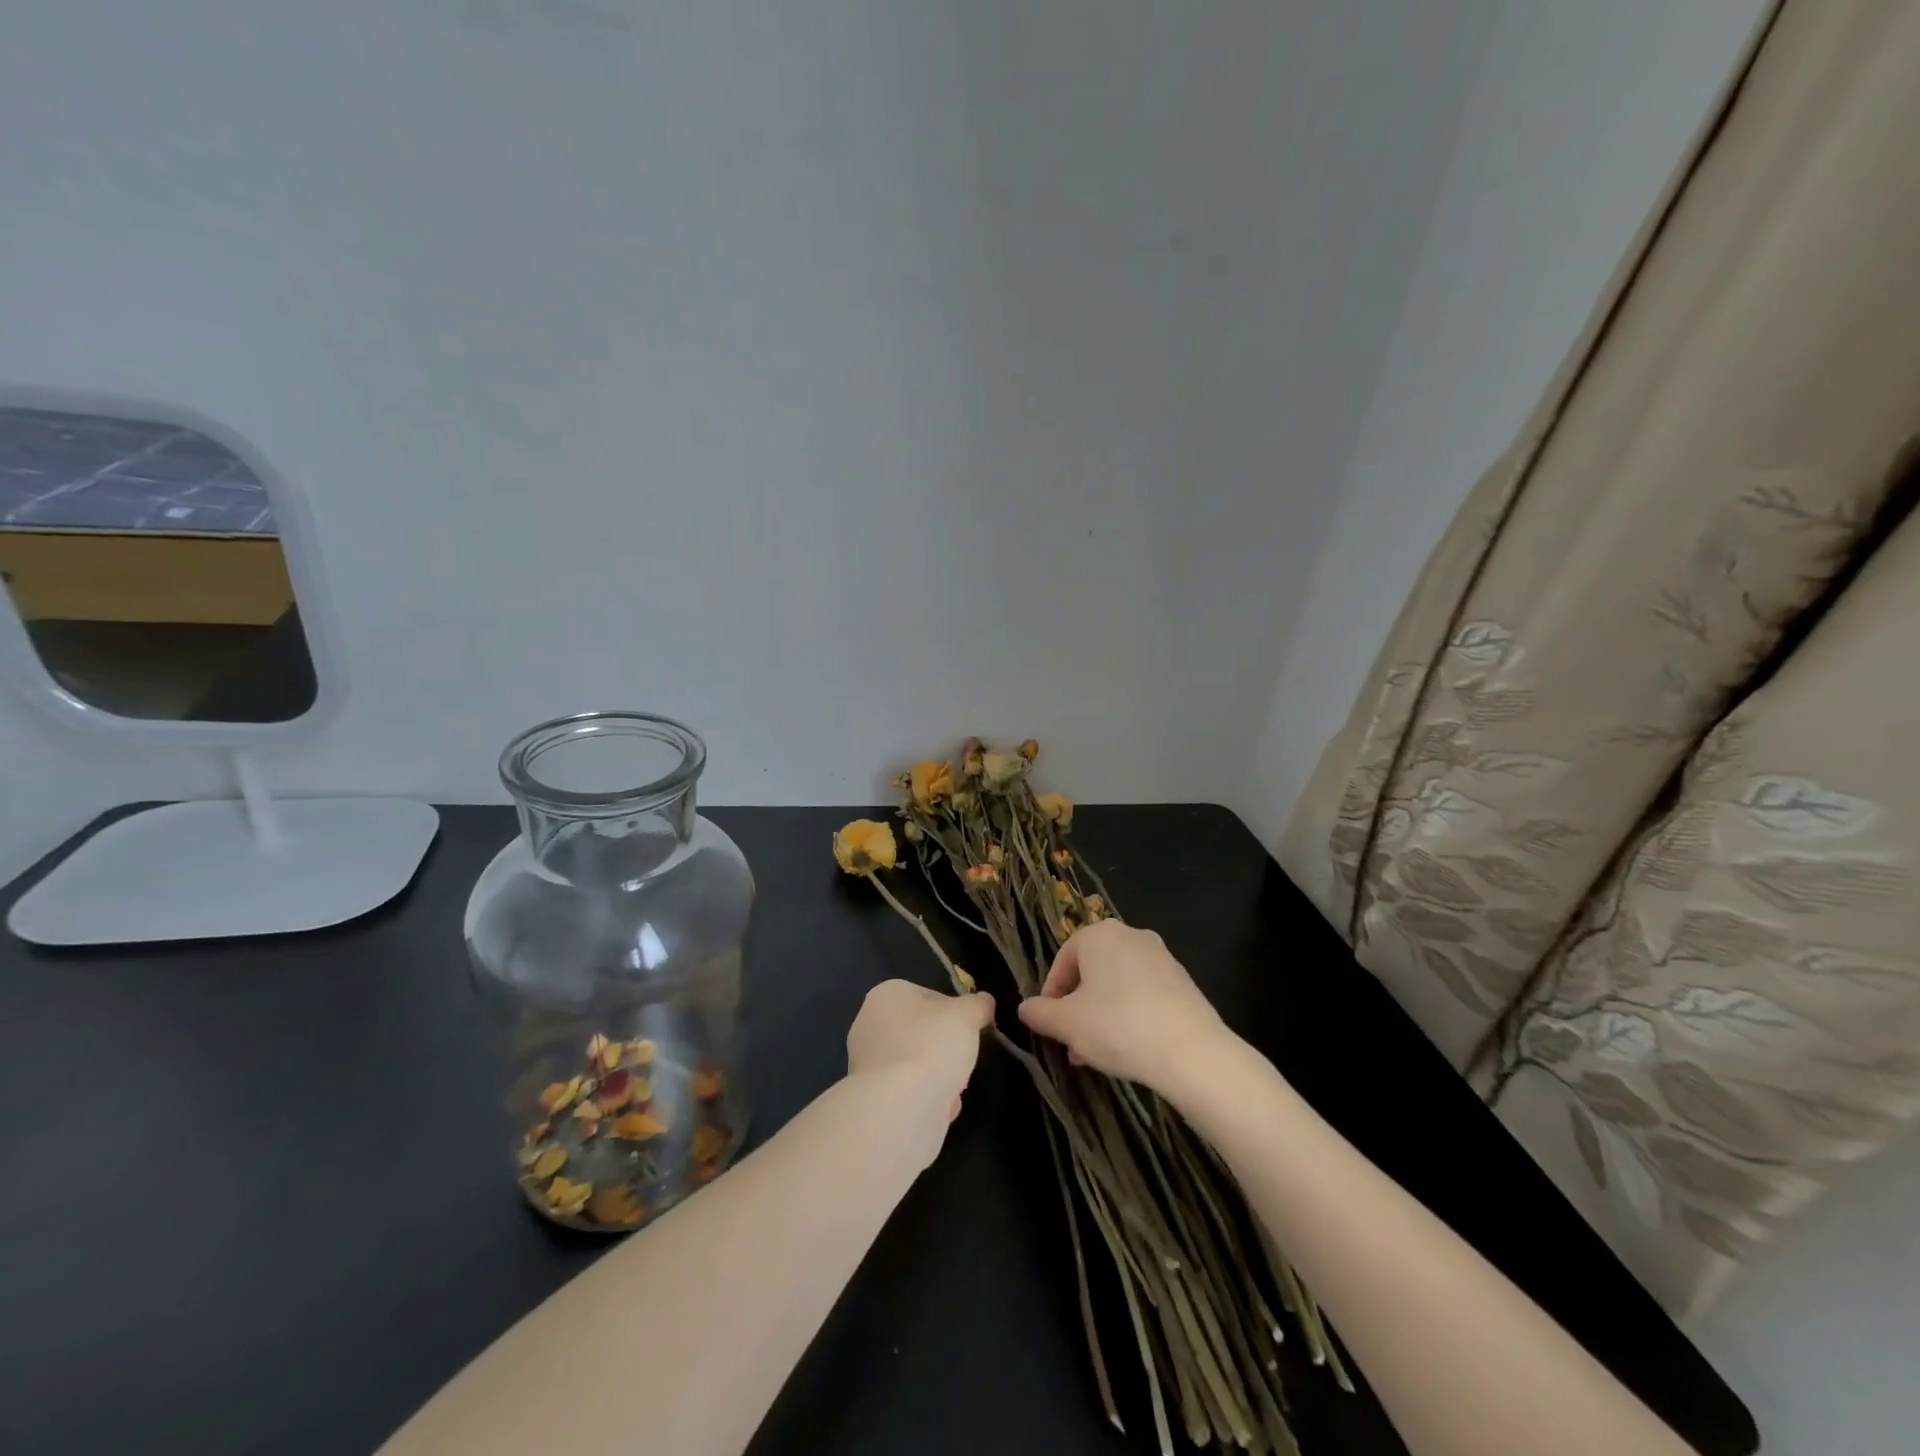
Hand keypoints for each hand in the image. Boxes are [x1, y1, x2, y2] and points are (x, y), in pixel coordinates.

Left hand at [846, 980, 995, 1146]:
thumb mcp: (966, 1015)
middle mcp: (870, 1025)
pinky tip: (939, 1108)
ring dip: (939, 1077)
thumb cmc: (930, 1046)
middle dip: (947, 1048)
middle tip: (963, 1057)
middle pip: (923, 1032)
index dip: (955, 1011)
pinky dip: (927, 1101)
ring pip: (917, 1065)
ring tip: (953, 1087)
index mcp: (887, 995)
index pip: (929, 996)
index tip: (971, 1028)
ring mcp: (867, 1065)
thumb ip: (978, 1005)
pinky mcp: (872, 1101)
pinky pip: (909, 1094)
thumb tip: (984, 1002)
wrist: (898, 1109)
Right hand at [1016, 921, 1231, 1096]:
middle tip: (1072, 1042)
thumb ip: (1039, 1013)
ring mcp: (1161, 956)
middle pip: (1091, 971)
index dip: (1051, 994)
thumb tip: (1024, 1008)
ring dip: (1102, 1013)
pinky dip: (1130, 1014)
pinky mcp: (1183, 980)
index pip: (1062, 960)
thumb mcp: (1066, 1024)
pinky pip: (1144, 993)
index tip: (1050, 1024)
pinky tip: (1129, 1047)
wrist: (1191, 1051)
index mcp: (1098, 934)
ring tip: (1096, 1053)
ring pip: (1117, 984)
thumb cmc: (1118, 1027)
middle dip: (1078, 1007)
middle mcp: (1130, 935)